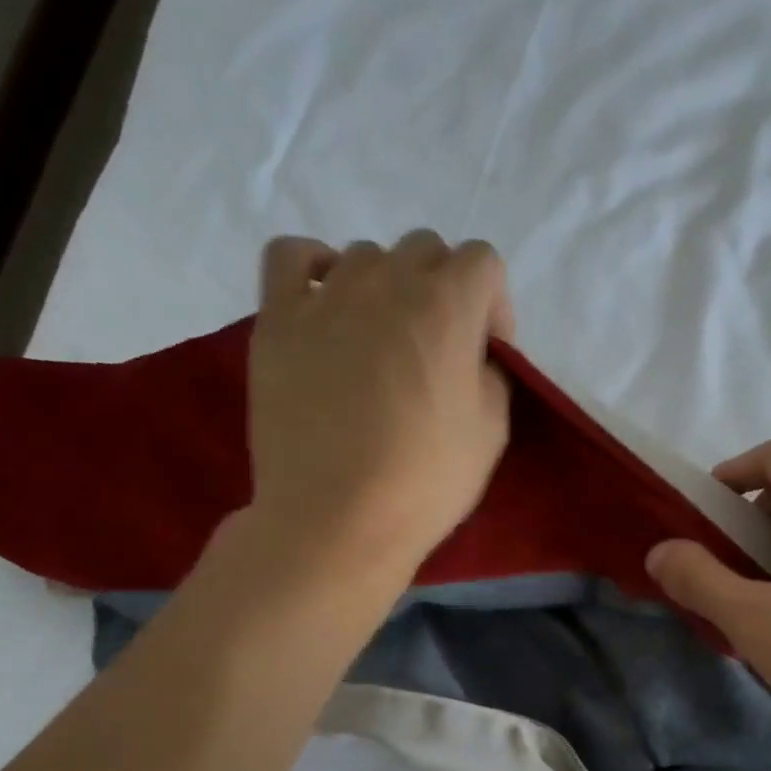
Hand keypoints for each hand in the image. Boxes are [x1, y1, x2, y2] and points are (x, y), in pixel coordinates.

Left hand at [246, 231, 513, 577]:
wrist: (336, 521)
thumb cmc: (424, 483)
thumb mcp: (492, 432)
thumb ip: (491, 374)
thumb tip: (472, 355)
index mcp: (447, 306)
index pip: (483, 261)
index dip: (493, 306)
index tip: (485, 354)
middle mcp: (387, 282)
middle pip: (425, 249)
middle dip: (443, 290)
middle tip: (435, 351)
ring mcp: (325, 296)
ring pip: (365, 256)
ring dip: (385, 288)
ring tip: (378, 343)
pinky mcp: (278, 319)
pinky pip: (291, 257)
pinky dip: (314, 268)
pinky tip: (325, 306)